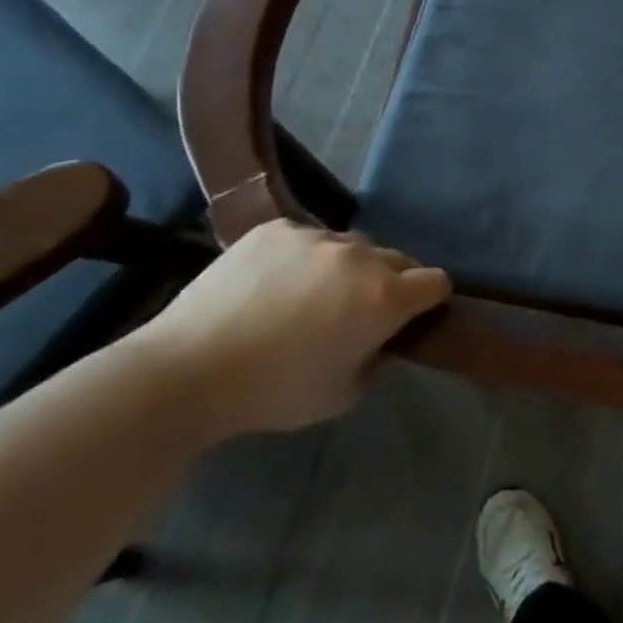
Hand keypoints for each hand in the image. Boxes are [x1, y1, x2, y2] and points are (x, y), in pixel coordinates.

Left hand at [132, 220, 449, 439]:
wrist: (186, 371)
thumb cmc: (274, 392)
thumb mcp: (344, 394)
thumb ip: (377, 360)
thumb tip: (378, 340)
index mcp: (385, 296)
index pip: (437, 281)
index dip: (430, 300)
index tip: (411, 317)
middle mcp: (360, 256)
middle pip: (399, 259)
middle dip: (391, 282)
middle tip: (359, 311)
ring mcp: (316, 236)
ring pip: (352, 246)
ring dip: (348, 267)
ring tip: (312, 294)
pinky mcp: (276, 228)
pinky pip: (307, 237)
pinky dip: (304, 257)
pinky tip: (274, 282)